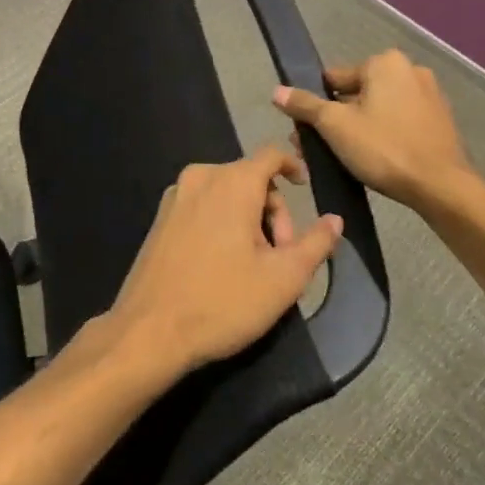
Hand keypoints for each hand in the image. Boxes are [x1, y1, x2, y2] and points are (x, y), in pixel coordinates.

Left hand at [107, 147, 341, 378]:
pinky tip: (224, 264)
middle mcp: (200, 177)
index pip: (270, 154)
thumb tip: (335, 219)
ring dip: (248, 219)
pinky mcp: (160, 217)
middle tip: (282, 256)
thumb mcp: (283, 278)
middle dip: (273, 211)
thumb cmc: (223, 301)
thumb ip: (315, 243)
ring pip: (225, 193)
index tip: (305, 188)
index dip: (293, 165)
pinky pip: (202, 206)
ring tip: (255, 266)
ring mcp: (175, 196)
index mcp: (231, 182)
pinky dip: (221, 223)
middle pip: (250, 178)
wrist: (149, 330)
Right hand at [273, 49, 480, 211]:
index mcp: (385, 63)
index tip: (309, 130)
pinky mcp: (440, 120)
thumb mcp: (335, 125)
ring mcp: (429, 95)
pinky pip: (399, 120)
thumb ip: (304, 105)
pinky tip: (375, 158)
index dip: (317, 104)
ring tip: (344, 157)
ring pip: (378, 108)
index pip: (335, 78)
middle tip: (320, 147)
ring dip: (358, 127)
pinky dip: (383, 133)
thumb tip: (277, 91)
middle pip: (357, 93)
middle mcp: (410, 70)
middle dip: (337, 118)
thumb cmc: (384, 148)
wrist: (442, 187)